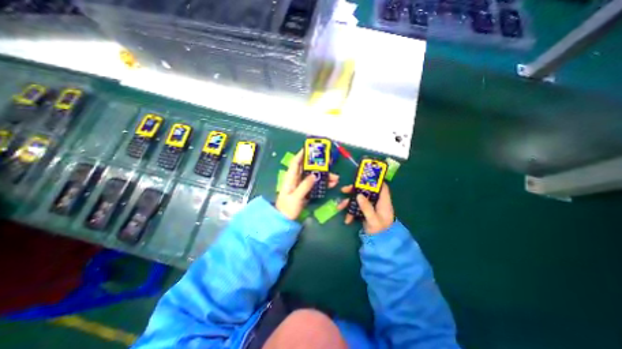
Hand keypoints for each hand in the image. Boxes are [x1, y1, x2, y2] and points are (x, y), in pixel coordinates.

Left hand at [277, 148, 338, 218]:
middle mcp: (296, 179)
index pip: (295, 163)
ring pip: (314, 176)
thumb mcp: (296, 197)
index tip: (310, 148)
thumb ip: (304, 186)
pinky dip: (323, 183)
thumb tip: (314, 175)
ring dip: (324, 176)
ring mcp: (301, 185)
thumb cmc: (287, 208)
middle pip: (307, 168)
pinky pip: (316, 184)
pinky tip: (331, 184)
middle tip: (329, 162)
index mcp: (290, 178)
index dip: (301, 154)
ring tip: (335, 177)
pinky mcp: (306, 191)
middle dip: (318, 165)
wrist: (285, 220)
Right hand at [338, 182, 395, 233]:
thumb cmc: (380, 231)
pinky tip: (347, 219)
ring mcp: (370, 206)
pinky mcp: (364, 211)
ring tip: (339, 207)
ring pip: (358, 199)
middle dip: (354, 190)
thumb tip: (359, 195)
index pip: (381, 187)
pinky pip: (356, 207)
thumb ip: (367, 208)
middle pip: (366, 191)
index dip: (374, 181)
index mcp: (383, 202)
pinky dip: (350, 212)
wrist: (379, 243)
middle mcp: (376, 202)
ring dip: (348, 202)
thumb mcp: (374, 220)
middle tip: (343, 190)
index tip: (362, 179)